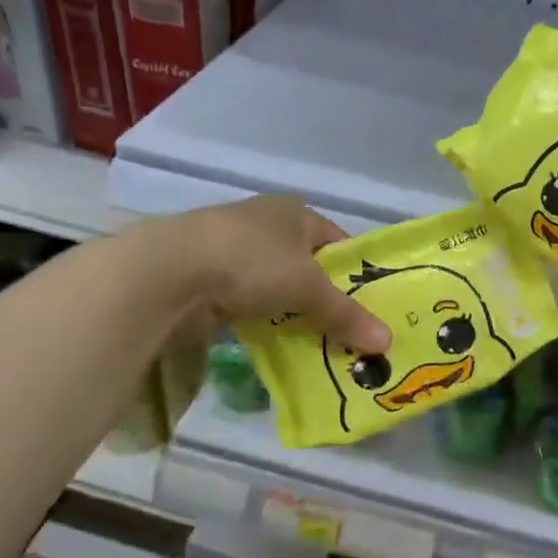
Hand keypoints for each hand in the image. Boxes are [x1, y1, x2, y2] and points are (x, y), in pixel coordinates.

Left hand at [177, 196, 390, 353]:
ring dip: (294, 314)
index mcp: (295, 212)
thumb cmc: (253, 261)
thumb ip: (346, 314)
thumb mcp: (308, 288)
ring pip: (279, 288)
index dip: (357, 273)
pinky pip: (251, 305)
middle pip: (308, 267)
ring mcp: (235, 252)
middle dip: (326, 299)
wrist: (170, 271)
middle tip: (350, 334)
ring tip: (319, 345)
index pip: (338, 242)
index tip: (371, 307)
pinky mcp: (210, 279)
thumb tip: (388, 342)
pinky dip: (265, 323)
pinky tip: (277, 345)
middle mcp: (267, 225)